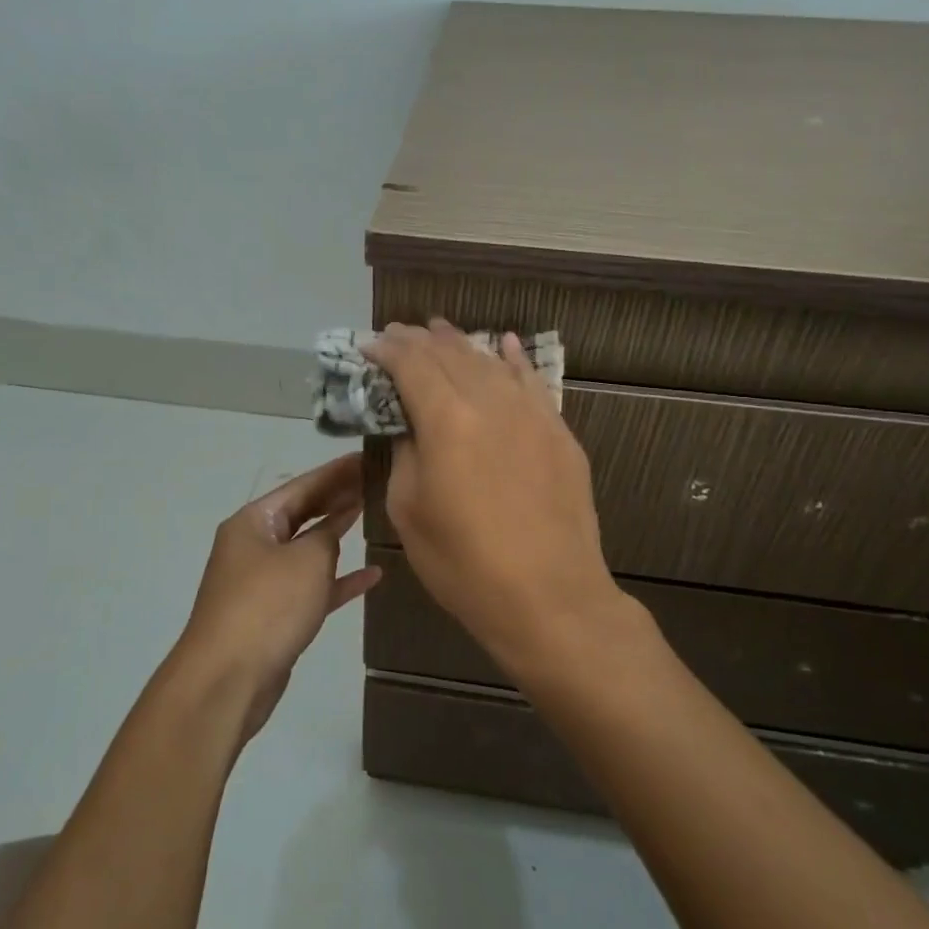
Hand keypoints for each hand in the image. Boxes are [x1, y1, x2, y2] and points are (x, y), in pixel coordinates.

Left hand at [174, 453, 381, 740]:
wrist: (227, 680)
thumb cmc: (267, 607)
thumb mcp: (306, 561)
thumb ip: (328, 536)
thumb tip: (335, 526)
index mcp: (253, 522)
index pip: (302, 486)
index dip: (337, 472)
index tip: (368, 458)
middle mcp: (254, 545)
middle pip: (303, 514)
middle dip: (338, 499)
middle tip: (377, 483)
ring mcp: (262, 581)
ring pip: (307, 550)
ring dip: (338, 537)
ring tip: (373, 517)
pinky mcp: (274, 614)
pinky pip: (311, 587)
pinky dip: (338, 581)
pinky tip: (372, 576)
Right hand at [364, 320, 623, 678]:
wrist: (550, 598)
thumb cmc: (465, 564)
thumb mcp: (409, 511)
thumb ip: (405, 455)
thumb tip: (411, 427)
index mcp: (447, 420)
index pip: (412, 366)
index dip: (388, 350)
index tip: (370, 344)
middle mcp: (490, 402)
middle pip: (451, 355)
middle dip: (421, 340)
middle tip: (399, 333)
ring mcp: (532, 414)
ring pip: (491, 362)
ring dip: (461, 344)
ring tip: (440, 330)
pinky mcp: (559, 433)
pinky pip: (533, 382)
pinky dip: (514, 359)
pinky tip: (504, 344)